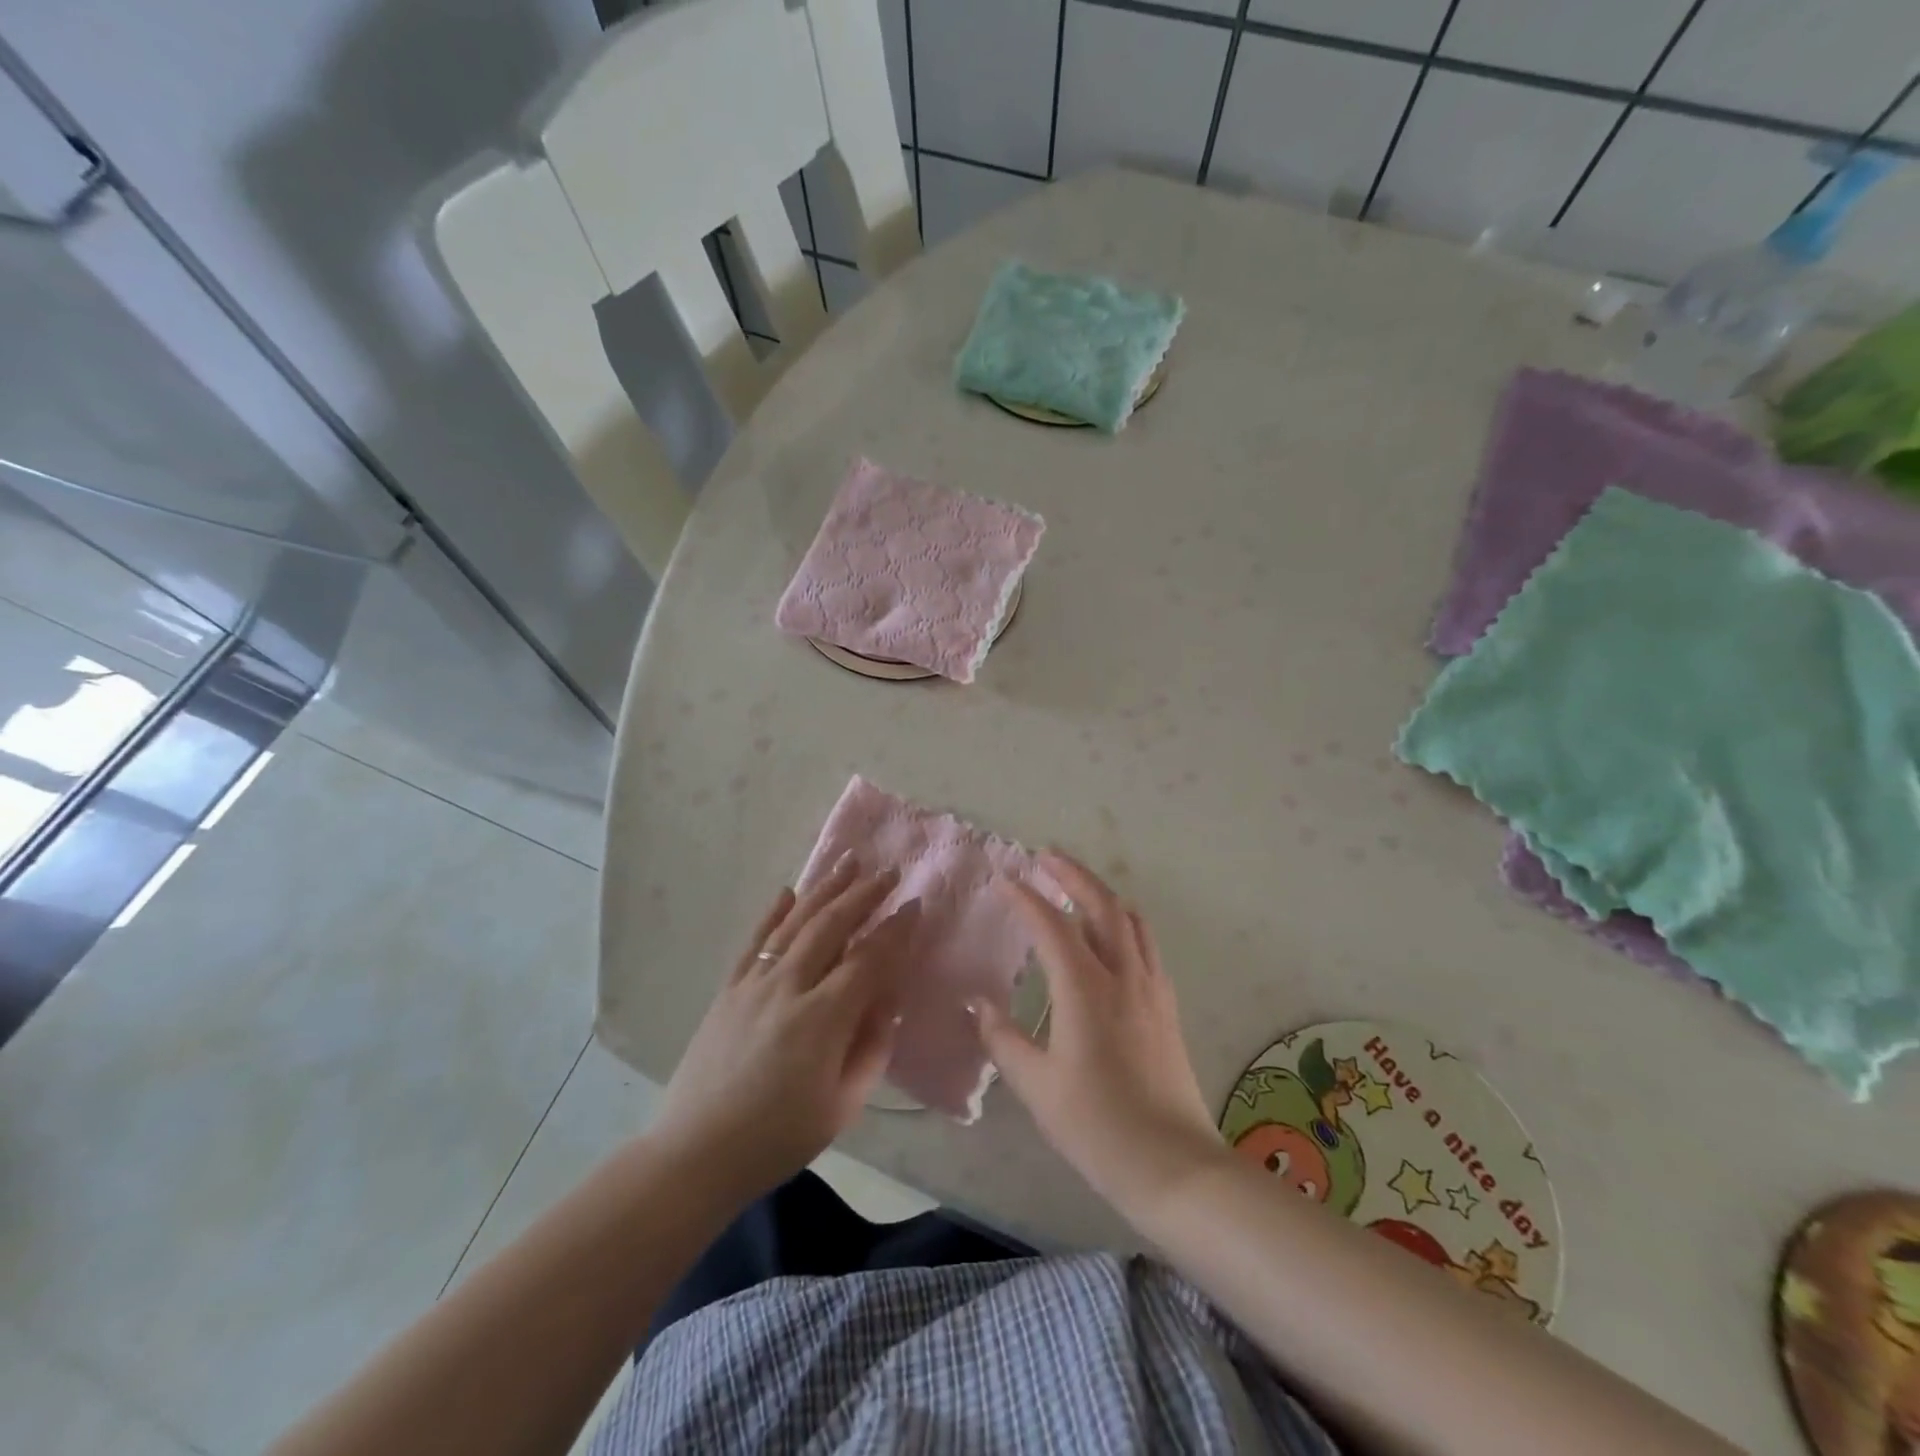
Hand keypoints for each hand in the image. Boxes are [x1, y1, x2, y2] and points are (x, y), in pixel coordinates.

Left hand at [652, 857, 918, 1201]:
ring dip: (824, 889)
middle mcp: (788, 987)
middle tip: (888, 871)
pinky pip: (755, 941)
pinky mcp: (729, 989)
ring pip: (794, 922)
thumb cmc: (777, 1138)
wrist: (696, 1153)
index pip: (869, 959)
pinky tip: (788, 892)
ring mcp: (753, 984)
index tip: (915, 905)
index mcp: (822, 1018)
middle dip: (864, 894)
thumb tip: (889, 1001)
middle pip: (831, 926)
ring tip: (848, 861)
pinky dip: (774, 913)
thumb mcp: (841, 1105)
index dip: (896, 930)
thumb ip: (871, 1048)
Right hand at [975, 853, 1225, 1221]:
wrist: (1174, 1165)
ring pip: (1130, 919)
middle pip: (1101, 905)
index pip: (1053, 925)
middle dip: (1072, 874)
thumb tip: (979, 1003)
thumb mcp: (1037, 1087)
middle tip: (1046, 855)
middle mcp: (1123, 975)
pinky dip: (1123, 920)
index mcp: (1085, 989)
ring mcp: (1151, 987)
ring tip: (1076, 884)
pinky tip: (1112, 933)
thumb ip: (1003, 1039)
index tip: (1004, 879)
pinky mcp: (1167, 1004)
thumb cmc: (1097, 1126)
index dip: (1026, 898)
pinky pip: (1145, 942)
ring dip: (1101, 893)